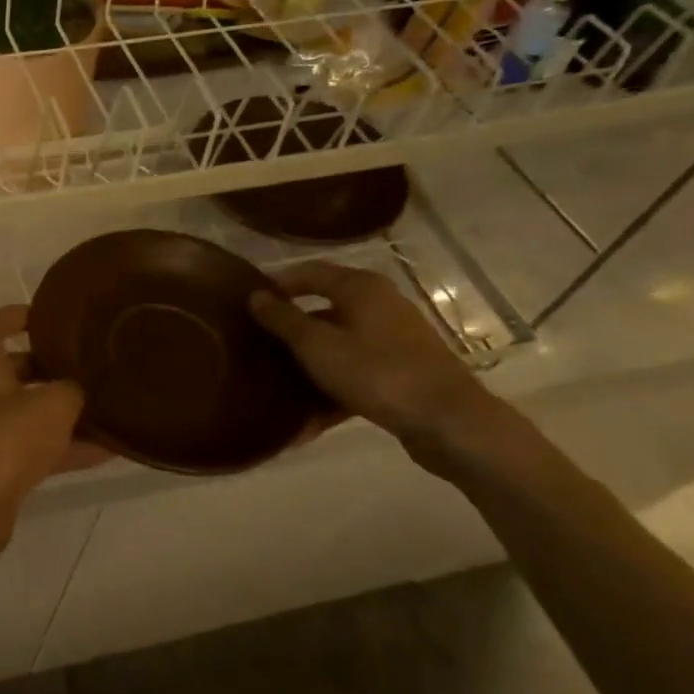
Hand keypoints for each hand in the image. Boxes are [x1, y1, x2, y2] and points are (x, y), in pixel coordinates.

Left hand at [0, 306, 108, 506]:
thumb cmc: (3, 436)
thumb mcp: (51, 404)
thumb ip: (72, 391)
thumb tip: (79, 391)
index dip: (17, 315)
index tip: (49, 315)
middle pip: (12, 371)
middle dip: (49, 367)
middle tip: (89, 364)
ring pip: (27, 414)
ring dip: (63, 413)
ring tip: (109, 407)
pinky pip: (34, 450)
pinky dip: (66, 448)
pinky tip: (109, 451)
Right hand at [247, 262, 505, 461]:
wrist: (447, 421)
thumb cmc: (375, 372)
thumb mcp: (317, 346)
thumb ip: (283, 319)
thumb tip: (255, 295)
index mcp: (360, 288)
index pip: (309, 272)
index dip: (277, 284)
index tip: (246, 303)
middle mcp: (380, 304)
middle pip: (323, 308)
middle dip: (289, 328)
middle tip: (256, 343)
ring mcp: (393, 338)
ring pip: (338, 343)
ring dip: (308, 363)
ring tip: (276, 383)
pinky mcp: (401, 370)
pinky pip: (355, 371)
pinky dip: (331, 387)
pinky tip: (308, 419)